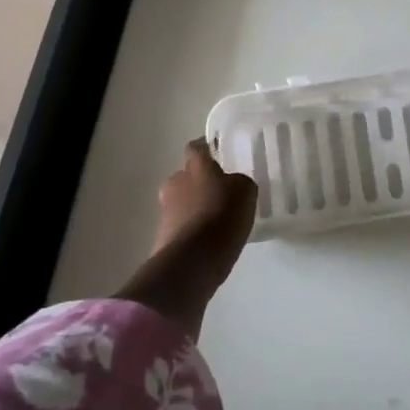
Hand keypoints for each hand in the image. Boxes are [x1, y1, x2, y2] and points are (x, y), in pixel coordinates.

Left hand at [155, 139, 258, 294]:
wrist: (192, 262)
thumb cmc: (221, 216)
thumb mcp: (245, 191)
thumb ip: (238, 182)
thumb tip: (231, 184)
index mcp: (195, 166)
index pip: (197, 147)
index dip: (208, 148)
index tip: (219, 151)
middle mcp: (176, 182)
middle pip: (187, 176)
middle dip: (201, 182)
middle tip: (222, 192)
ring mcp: (166, 211)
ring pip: (183, 202)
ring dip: (197, 208)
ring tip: (218, 220)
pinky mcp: (163, 237)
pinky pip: (182, 226)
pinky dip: (193, 230)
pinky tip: (210, 240)